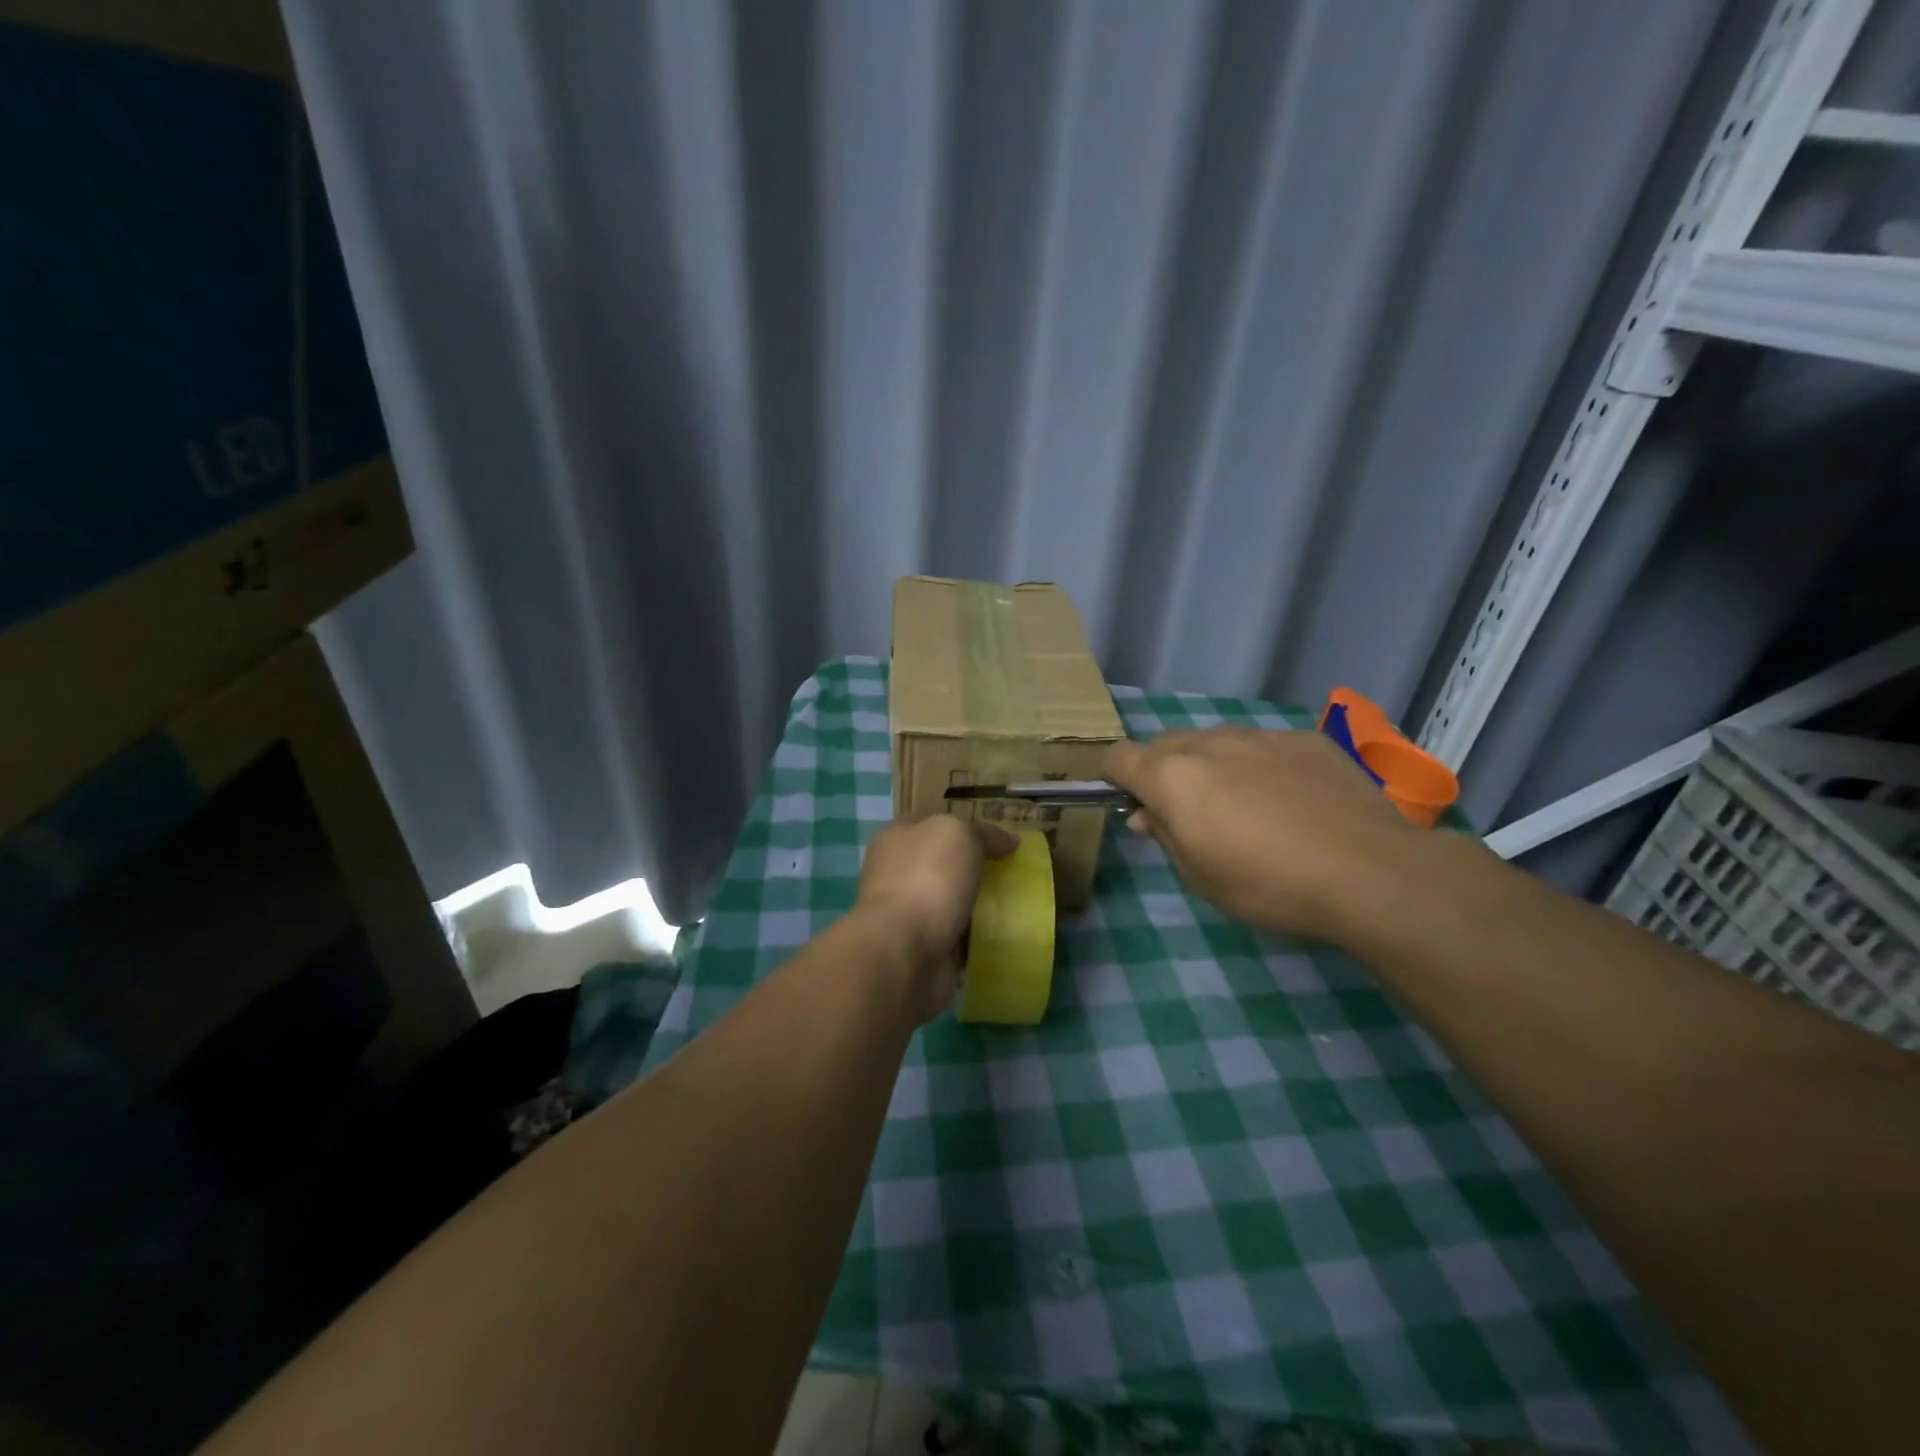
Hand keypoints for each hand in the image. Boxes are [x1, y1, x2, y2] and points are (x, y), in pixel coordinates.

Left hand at [856, 816, 1016, 1021]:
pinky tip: (1000, 936)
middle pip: (940, 865)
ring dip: (973, 906)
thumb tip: (1009, 840)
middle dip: (970, 869)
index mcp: (895, 839)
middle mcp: (895, 875)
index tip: (995, 839)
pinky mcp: (920, 950)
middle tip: (1009, 872)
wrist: (904, 950)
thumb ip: (984, 833)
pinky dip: (974, 939)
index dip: (961, 827)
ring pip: (948, 903)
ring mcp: (906, 915)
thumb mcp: (960, 835)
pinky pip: (955, 938)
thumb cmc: (926, 878)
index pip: (930, 824)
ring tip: (1012, 904)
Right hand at [1103, 727, 1416, 942]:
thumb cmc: (1268, 885)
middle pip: (1164, 745)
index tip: (1130, 803)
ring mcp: (1260, 736)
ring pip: (1215, 742)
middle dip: (1163, 772)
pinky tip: (1293, 801)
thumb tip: (1145, 813)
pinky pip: (1263, 746)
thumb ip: (1165, 835)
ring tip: (1246, 806)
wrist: (1369, 872)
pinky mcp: (1305, 739)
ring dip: (1212, 766)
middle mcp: (1209, 744)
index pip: (1118, 756)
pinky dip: (1261, 766)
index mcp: (1172, 777)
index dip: (1115, 777)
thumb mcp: (1200, 877)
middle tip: (1189, 814)